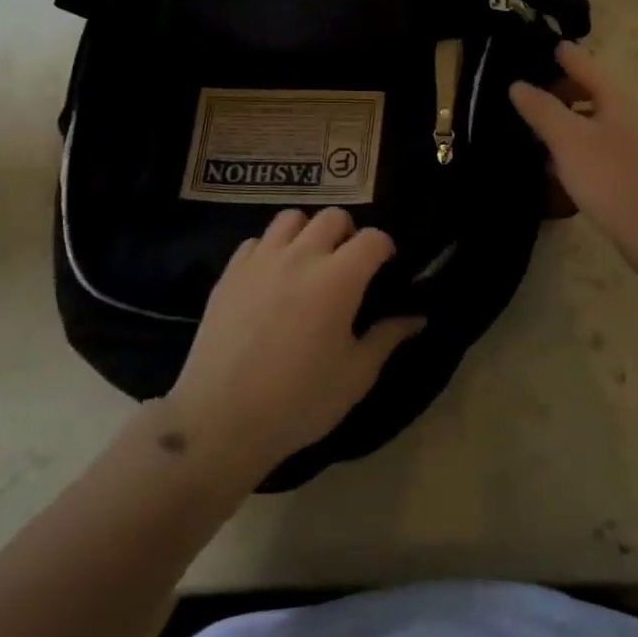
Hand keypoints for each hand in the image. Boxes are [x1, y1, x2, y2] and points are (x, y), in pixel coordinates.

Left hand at [160, 208, 422, 485]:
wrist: (221, 420)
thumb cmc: (299, 401)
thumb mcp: (355, 376)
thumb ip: (387, 338)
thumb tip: (417, 316)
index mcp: (338, 279)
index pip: (373, 238)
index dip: (385, 248)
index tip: (385, 267)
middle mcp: (301, 256)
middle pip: (332, 217)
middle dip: (348, 233)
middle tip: (347, 264)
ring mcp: (261, 260)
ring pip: (291, 218)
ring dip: (307, 232)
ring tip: (308, 262)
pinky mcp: (230, 272)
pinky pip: (256, 241)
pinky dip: (270, 250)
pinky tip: (271, 278)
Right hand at [510, 42, 637, 287]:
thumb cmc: (618, 184)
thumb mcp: (570, 143)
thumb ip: (543, 111)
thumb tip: (518, 84)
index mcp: (620, 100)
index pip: (586, 65)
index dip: (564, 55)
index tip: (546, 46)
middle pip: (597, 94)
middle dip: (566, 93)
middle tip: (534, 102)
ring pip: (604, 126)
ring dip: (576, 125)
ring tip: (547, 142)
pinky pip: (612, 153)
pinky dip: (589, 152)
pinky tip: (575, 176)